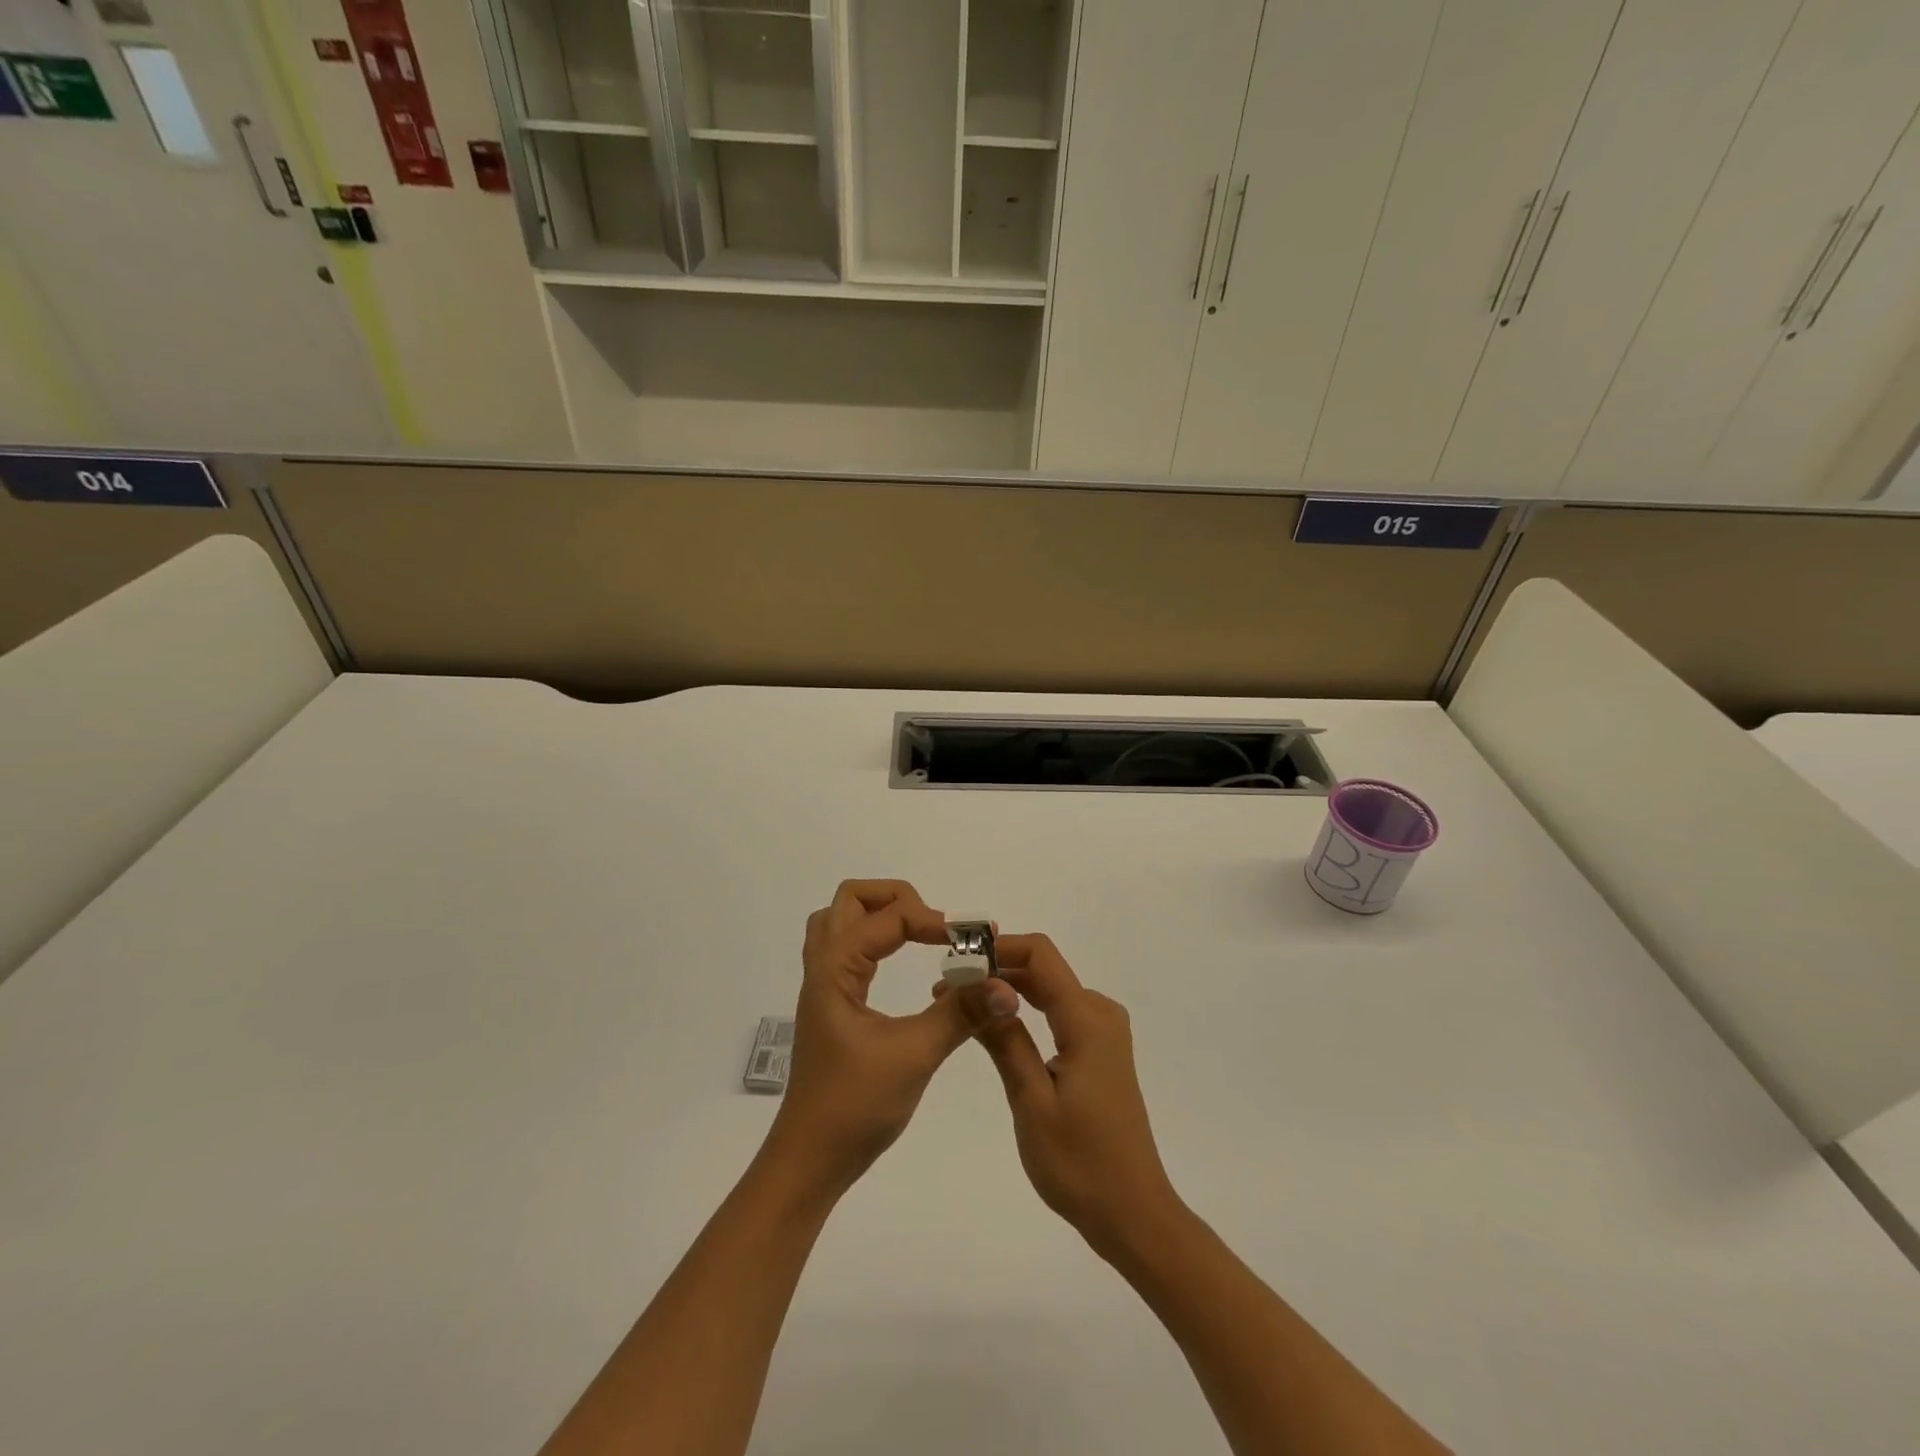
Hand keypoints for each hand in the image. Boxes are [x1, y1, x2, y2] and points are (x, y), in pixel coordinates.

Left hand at [764, 880, 985, 1195]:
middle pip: (850, 900)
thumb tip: (1007, 986)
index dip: (933, 920)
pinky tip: (900, 965)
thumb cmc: (854, 1106)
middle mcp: (824, 969)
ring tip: (920, 936)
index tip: (974, 941)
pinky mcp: (832, 1007)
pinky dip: (875, 942)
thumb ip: (960, 1013)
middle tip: (935, 927)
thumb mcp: (914, 1055)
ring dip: (881, 916)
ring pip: (842, 923)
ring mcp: (824, 987)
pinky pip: (847, 951)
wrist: (810, 1161)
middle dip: (897, 899)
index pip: (887, 917)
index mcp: (835, 970)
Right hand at [948, 934, 1183, 1261]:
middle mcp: (1101, 1014)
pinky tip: (996, 1024)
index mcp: (1088, 1020)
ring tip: (961, 1004)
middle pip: (1044, 969)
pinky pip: (1059, 1012)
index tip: (958, 962)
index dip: (998, 948)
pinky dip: (1026, 1010)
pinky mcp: (1100, 1051)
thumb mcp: (1031, 1100)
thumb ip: (1005, 1039)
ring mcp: (1104, 1033)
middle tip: (946, 987)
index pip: (1040, 954)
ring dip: (1007, 989)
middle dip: (995, 969)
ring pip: (1050, 989)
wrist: (1133, 1214)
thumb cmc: (1079, 1163)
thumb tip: (977, 985)